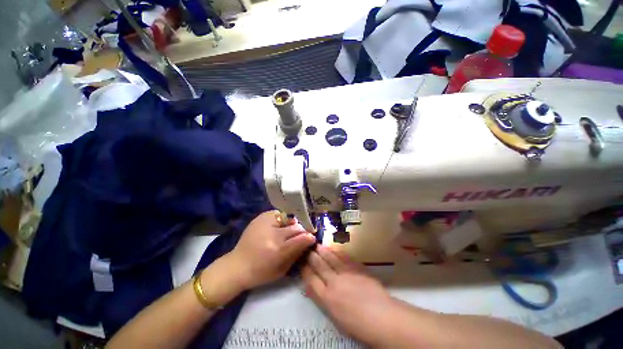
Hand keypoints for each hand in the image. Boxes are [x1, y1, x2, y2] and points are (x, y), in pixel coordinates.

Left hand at [228, 210, 315, 289]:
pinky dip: (282, 219)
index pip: (301, 239)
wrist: (237, 265)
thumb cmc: (261, 272)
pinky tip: (280, 225)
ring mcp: (265, 223)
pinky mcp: (260, 218)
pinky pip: (278, 214)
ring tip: (290, 230)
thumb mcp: (282, 269)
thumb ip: (297, 253)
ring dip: (292, 224)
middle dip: (302, 231)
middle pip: (296, 227)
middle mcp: (272, 234)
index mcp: (278, 250)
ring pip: (288, 218)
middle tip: (303, 234)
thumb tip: (309, 240)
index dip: (309, 237)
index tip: (312, 237)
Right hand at [302, 245, 398, 345]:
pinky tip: (333, 248)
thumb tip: (312, 289)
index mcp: (327, 298)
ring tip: (317, 245)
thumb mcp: (335, 317)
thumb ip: (323, 300)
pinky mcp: (357, 268)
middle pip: (319, 266)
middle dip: (312, 257)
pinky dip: (337, 252)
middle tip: (308, 249)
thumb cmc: (358, 325)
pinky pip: (344, 257)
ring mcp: (346, 273)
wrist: (382, 317)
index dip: (305, 270)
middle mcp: (334, 282)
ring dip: (323, 251)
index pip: (311, 280)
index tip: (302, 263)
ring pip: (330, 258)